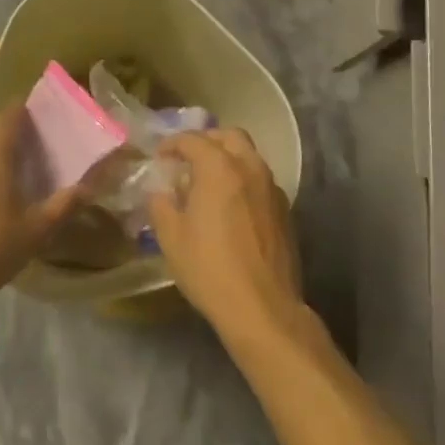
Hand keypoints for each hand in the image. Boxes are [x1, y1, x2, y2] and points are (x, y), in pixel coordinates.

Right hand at [148, 129, 302, 347]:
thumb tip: (161, 191)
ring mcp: (272, 188)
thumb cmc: (210, 268)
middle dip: (207, 141)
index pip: (193, 139)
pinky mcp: (285, 210)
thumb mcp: (171, 237)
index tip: (160, 156)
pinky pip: (261, 180)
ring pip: (249, 156)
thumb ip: (161, 205)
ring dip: (228, 159)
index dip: (172, 144)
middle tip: (188, 159)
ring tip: (209, 182)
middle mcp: (250, 167)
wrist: (263, 308)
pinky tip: (232, 206)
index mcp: (219, 167)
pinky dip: (244, 180)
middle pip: (229, 136)